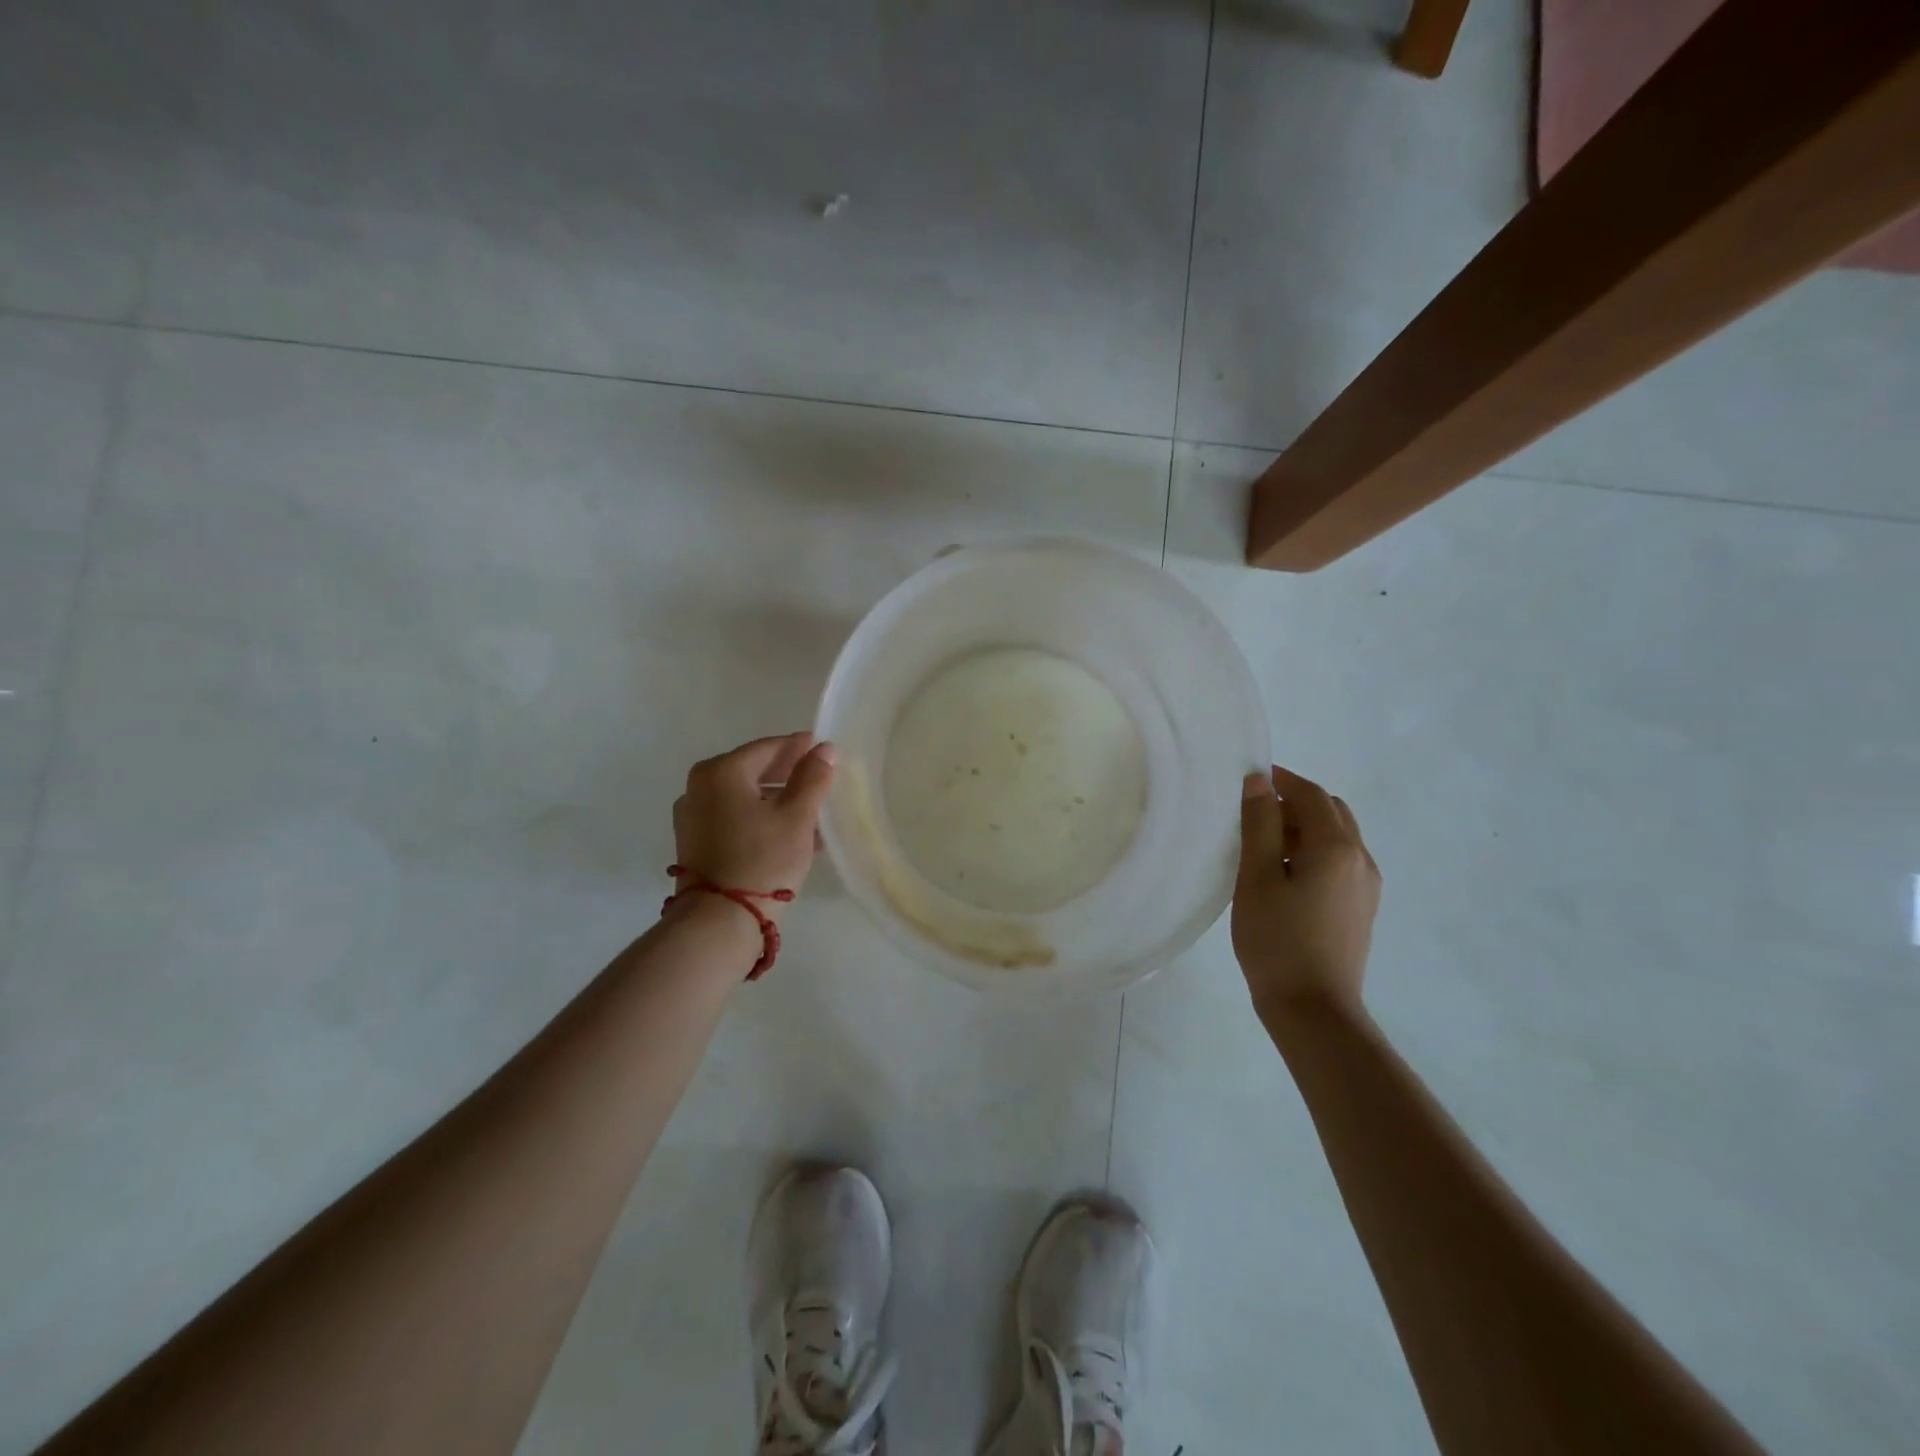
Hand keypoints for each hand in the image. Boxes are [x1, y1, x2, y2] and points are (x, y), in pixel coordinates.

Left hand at [672, 733, 835, 917]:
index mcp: (721, 771)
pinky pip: (733, 818)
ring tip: (812, 814)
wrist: (719, 922)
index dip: (800, 748)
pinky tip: (788, 834)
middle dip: (789, 776)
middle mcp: (699, 787)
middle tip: (821, 781)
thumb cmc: (762, 860)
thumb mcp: (797, 816)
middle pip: (753, 771)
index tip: (825, 751)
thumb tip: (825, 749)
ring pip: (744, 797)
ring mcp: (692, 817)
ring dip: (777, 801)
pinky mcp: (695, 843)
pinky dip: (759, 819)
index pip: (769, 747)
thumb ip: (813, 777)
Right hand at [1233, 764, 1380, 1016]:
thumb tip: (1259, 782)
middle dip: (1294, 802)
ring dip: (1303, 827)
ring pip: (1336, 837)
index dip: (1281, 779)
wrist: (1313, 1009)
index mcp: (1336, 847)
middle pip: (1330, 811)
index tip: (1248, 779)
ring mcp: (1366, 885)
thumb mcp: (1257, 877)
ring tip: (1263, 846)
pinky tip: (1284, 875)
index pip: (1311, 794)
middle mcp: (1361, 859)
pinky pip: (1339, 861)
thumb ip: (1260, 824)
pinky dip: (1313, 851)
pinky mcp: (1361, 907)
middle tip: (1253, 813)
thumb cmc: (1277, 940)